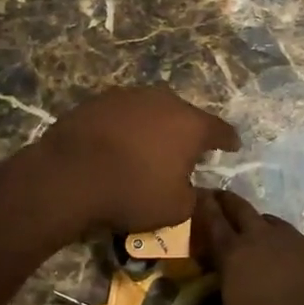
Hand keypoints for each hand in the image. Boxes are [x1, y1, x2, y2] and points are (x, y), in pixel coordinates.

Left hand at [37, 88, 239, 235]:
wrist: (69, 175)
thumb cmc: (132, 192)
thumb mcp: (176, 208)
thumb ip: (195, 197)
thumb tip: (197, 189)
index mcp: (191, 124)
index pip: (221, 130)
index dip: (229, 140)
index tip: (233, 146)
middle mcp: (165, 101)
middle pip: (185, 115)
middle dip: (188, 132)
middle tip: (186, 151)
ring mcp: (130, 96)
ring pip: (153, 110)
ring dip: (155, 126)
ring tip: (150, 146)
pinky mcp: (99, 100)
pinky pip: (123, 113)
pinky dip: (127, 126)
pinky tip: (119, 143)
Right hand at [195, 190, 303, 304]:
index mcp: (234, 258)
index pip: (213, 226)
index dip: (203, 209)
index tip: (198, 195)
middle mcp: (264, 240)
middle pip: (242, 211)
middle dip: (229, 203)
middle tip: (220, 196)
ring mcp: (298, 241)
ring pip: (276, 221)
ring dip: (265, 221)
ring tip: (260, 223)